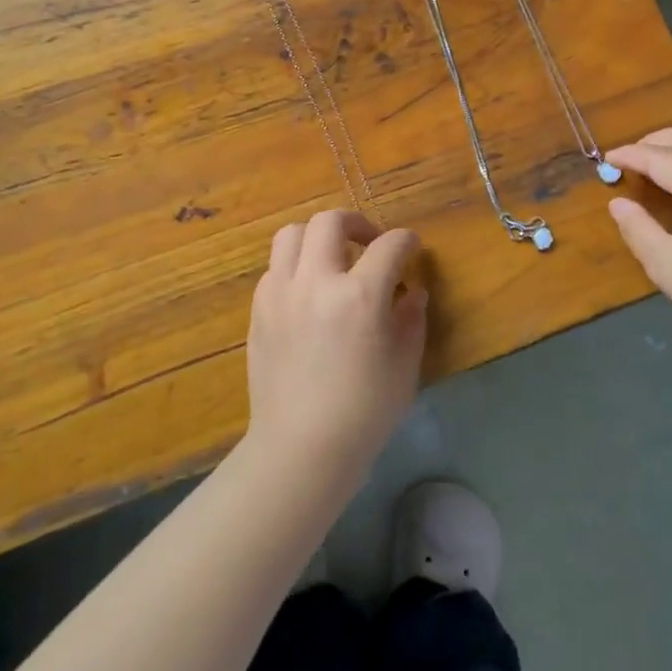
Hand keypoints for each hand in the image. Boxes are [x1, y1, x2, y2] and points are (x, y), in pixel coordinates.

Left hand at [244, 210, 426, 490]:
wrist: (301, 449)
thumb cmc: (364, 413)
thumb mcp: (405, 366)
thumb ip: (411, 318)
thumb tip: (412, 291)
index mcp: (360, 296)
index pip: (389, 246)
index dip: (406, 241)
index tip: (411, 248)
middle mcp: (317, 282)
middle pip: (330, 222)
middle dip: (357, 222)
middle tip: (370, 243)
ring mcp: (281, 293)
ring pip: (292, 234)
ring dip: (317, 237)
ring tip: (332, 258)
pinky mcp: (259, 310)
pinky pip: (275, 268)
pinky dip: (295, 267)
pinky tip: (308, 292)